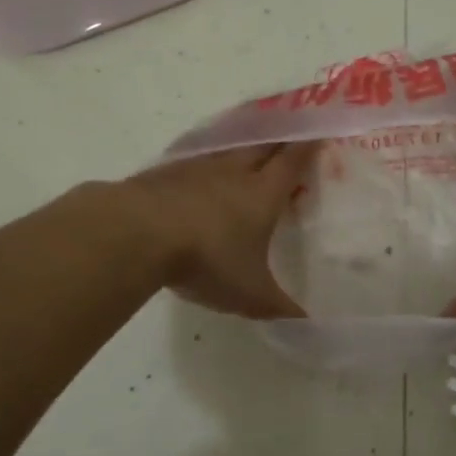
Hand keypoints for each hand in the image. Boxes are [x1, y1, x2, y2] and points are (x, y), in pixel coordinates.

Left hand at [124, 143, 318, 318]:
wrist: (135, 233)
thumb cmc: (207, 259)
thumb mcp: (249, 293)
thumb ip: (279, 306)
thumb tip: (308, 323)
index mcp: (263, 193)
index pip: (293, 161)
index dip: (308, 146)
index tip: (320, 132)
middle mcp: (234, 172)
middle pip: (262, 146)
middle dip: (279, 138)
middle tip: (290, 133)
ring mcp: (196, 168)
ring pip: (227, 149)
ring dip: (241, 147)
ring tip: (247, 151)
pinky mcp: (164, 173)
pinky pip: (194, 161)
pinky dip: (204, 164)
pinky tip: (199, 174)